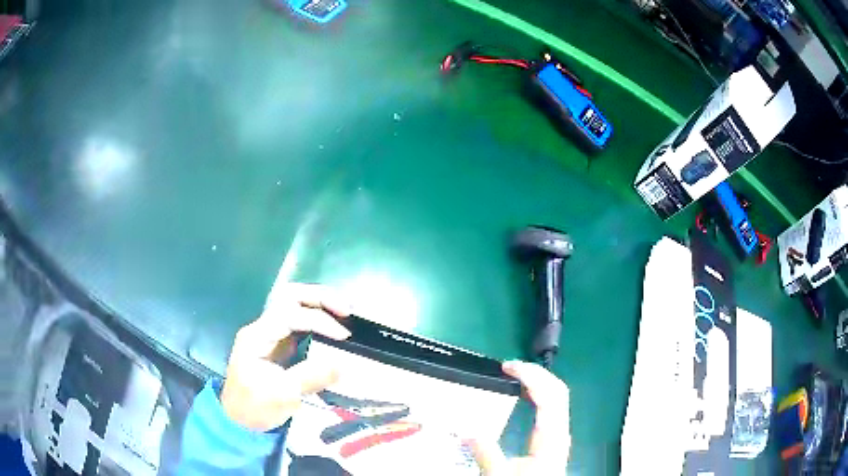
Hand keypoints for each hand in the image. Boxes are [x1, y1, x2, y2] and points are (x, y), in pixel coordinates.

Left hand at [219, 283, 351, 431]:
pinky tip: (333, 325)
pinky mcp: (278, 343)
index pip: (289, 315)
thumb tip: (341, 365)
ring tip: (345, 312)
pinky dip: (318, 317)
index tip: (344, 336)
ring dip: (320, 303)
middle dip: (319, 298)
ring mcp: (269, 333)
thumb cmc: (255, 408)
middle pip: (289, 297)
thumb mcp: (281, 397)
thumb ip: (309, 378)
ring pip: (294, 304)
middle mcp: (262, 327)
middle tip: (346, 310)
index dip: (319, 321)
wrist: (239, 420)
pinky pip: (299, 320)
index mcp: (257, 336)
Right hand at [469, 361, 570, 474]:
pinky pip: (552, 406)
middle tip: (510, 368)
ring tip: (515, 377)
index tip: (507, 367)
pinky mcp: (555, 437)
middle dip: (536, 373)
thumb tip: (466, 432)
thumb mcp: (500, 474)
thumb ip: (485, 454)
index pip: (549, 394)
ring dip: (538, 382)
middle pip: (558, 390)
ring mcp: (559, 432)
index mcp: (550, 436)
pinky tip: (526, 398)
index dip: (531, 375)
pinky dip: (539, 394)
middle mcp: (560, 429)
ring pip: (557, 397)